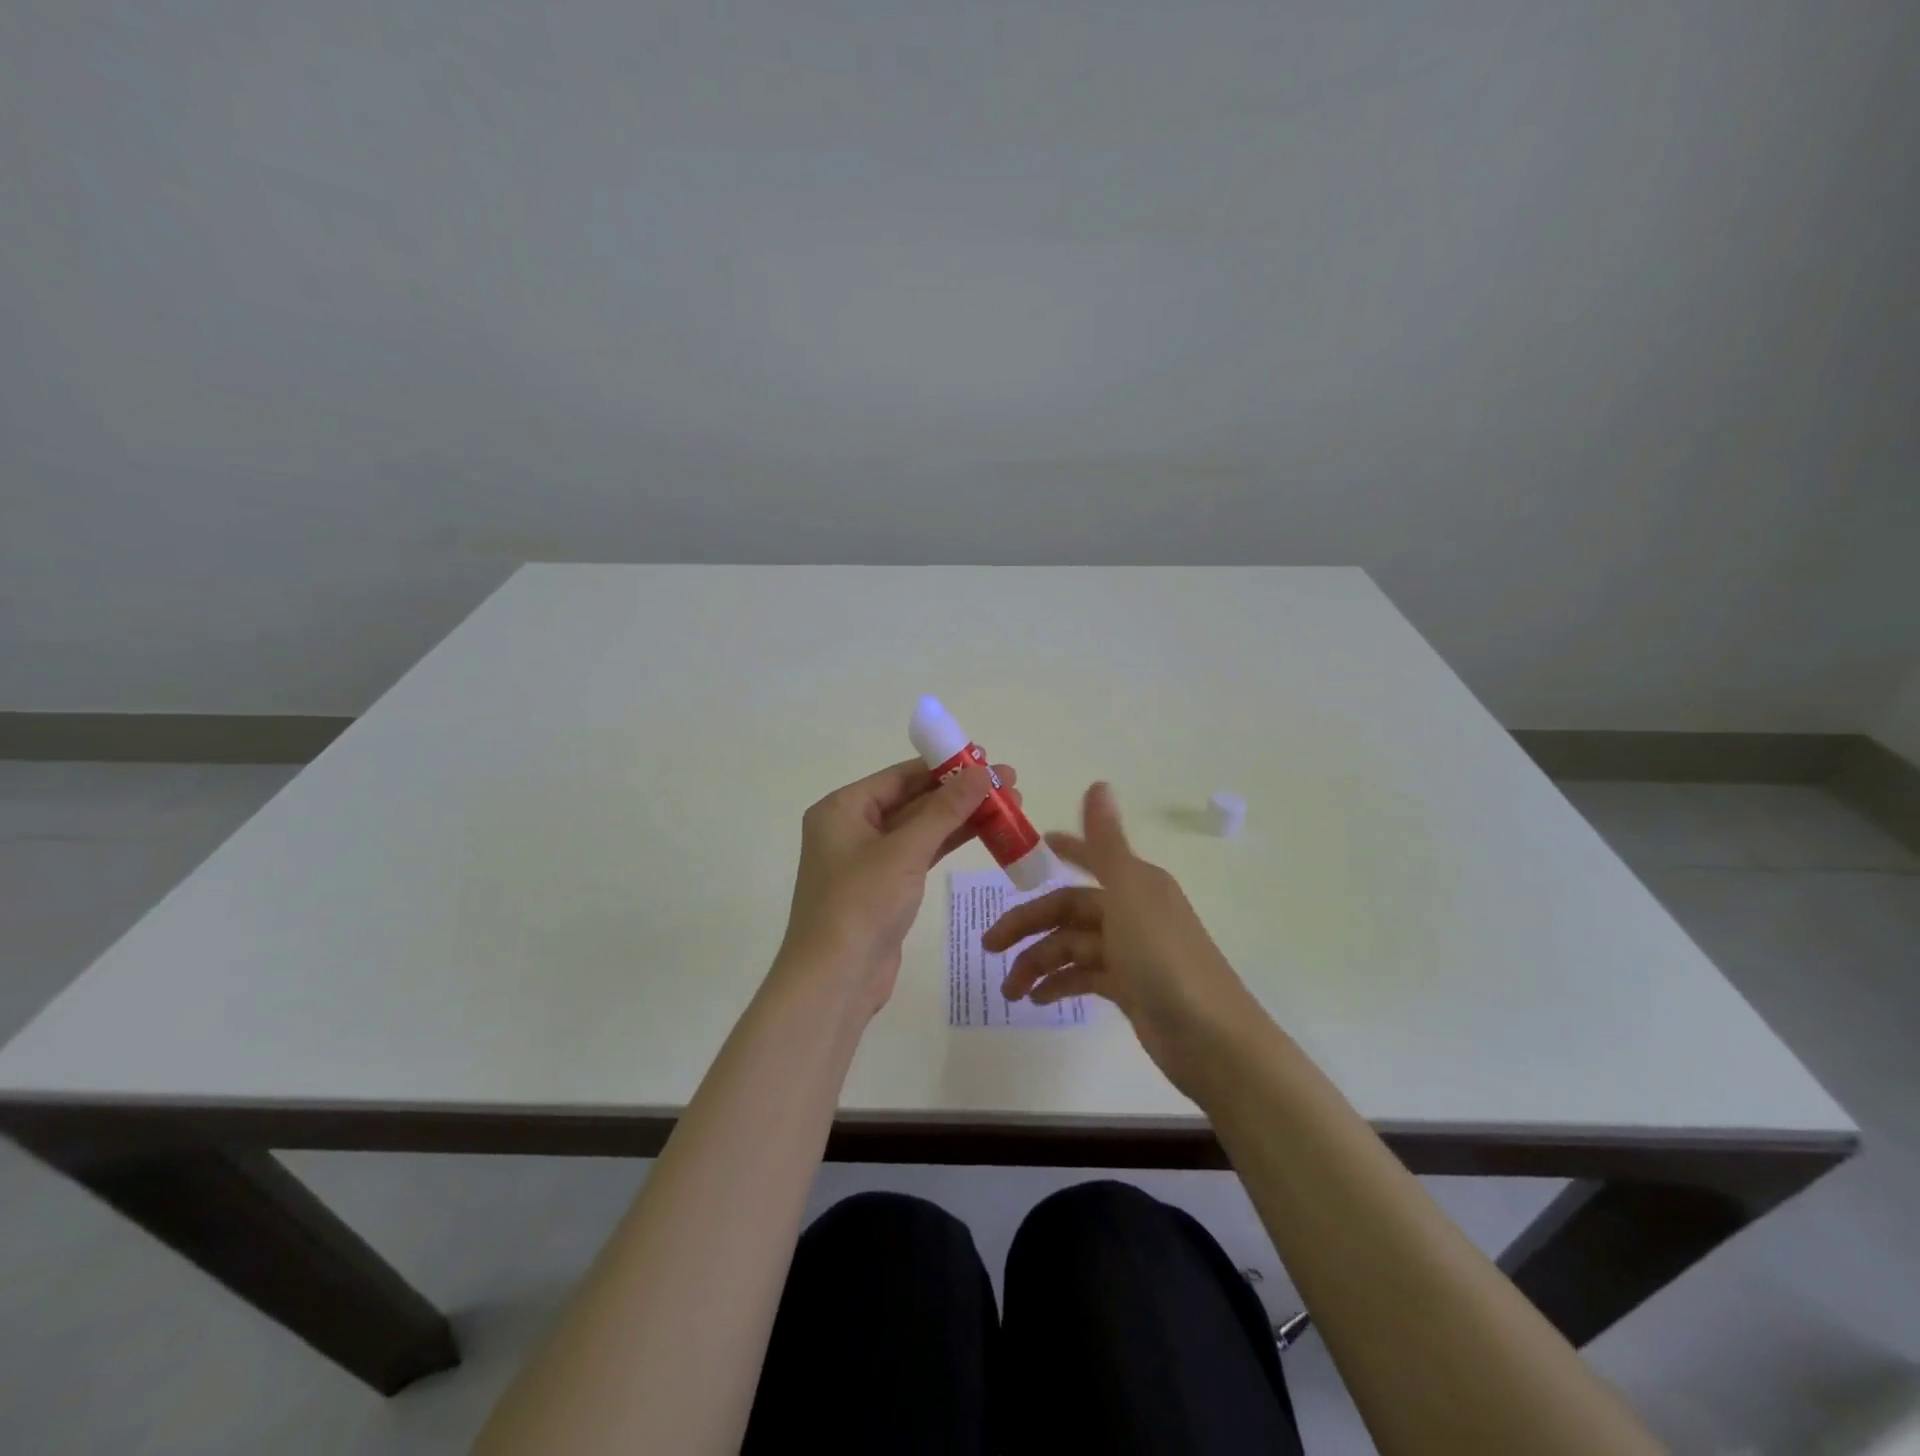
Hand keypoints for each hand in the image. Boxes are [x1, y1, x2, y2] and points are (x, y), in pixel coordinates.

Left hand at [779, 758, 1016, 1014]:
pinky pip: (921, 854)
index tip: (986, 759)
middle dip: (960, 792)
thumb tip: (982, 772)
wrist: (835, 980)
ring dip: (961, 817)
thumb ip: (945, 809)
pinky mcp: (885, 888)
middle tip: (1008, 783)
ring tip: (1010, 805)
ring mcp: (869, 860)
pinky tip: (986, 832)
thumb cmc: (861, 903)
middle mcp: (852, 828)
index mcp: (842, 808)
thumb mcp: (905, 850)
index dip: (944, 765)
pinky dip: (950, 843)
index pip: (900, 775)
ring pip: (922, 828)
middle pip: (913, 800)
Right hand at [983, 782, 1260, 1099]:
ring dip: (1038, 963)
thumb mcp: (1130, 894)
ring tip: (1009, 991)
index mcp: (1135, 883)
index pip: (1090, 858)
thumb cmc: (1165, 958)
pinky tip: (1037, 1000)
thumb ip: (1106, 844)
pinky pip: (1085, 977)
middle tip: (989, 946)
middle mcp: (1133, 911)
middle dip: (1028, 925)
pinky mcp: (1130, 989)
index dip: (1065, 850)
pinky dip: (1060, 984)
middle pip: (1069, 910)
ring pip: (1072, 946)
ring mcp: (1132, 952)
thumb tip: (1098, 782)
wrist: (1211, 1039)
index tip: (1035, 846)